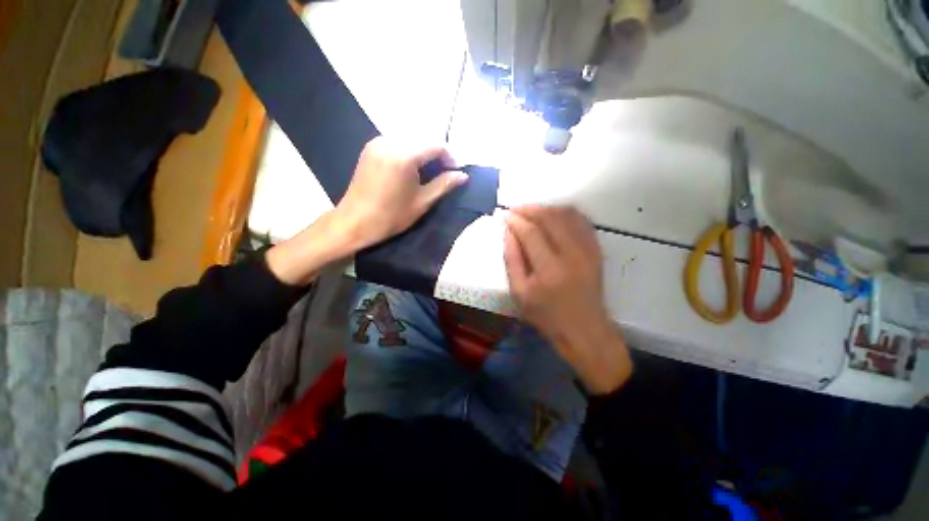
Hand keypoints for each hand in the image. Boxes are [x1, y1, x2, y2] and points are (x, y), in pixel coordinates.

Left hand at [332, 137, 467, 250]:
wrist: (354, 222)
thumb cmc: (390, 216)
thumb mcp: (422, 202)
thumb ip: (443, 185)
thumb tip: (463, 175)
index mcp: (404, 156)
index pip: (435, 145)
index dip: (450, 157)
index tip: (456, 171)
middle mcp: (389, 141)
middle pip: (423, 138)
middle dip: (437, 153)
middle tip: (444, 173)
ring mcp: (377, 143)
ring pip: (410, 139)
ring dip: (423, 152)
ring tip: (429, 171)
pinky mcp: (370, 148)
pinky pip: (397, 142)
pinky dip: (409, 150)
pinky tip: (411, 167)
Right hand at [504, 205, 631, 393]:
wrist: (585, 329)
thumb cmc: (547, 315)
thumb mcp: (520, 293)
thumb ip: (512, 260)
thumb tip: (509, 232)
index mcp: (549, 269)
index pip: (530, 232)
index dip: (516, 220)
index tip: (505, 215)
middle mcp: (572, 254)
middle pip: (550, 217)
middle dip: (530, 209)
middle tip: (516, 210)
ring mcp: (588, 250)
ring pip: (567, 215)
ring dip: (547, 208)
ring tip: (532, 211)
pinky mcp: (597, 250)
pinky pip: (582, 221)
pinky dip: (566, 213)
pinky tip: (554, 215)